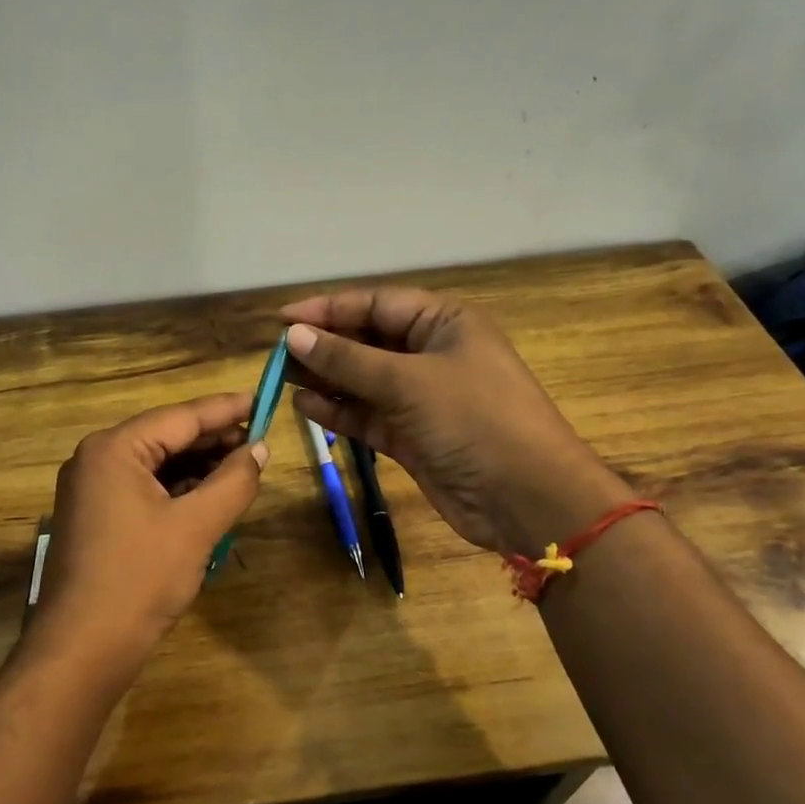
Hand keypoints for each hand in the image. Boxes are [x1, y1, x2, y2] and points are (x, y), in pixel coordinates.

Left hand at [29, 393, 268, 685]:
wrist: (81, 650)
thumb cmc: (140, 580)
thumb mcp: (196, 527)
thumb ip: (233, 481)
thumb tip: (259, 449)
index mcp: (113, 449)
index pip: (181, 416)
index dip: (226, 409)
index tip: (263, 399)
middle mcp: (96, 459)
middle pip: (166, 437)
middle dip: (213, 440)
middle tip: (260, 442)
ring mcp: (90, 489)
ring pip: (155, 465)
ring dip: (197, 467)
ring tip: (241, 471)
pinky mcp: (94, 517)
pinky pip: (142, 489)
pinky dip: (176, 490)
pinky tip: (208, 498)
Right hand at [280, 288, 629, 553]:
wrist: (527, 498)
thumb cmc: (474, 420)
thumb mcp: (408, 382)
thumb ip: (348, 360)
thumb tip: (295, 336)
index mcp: (444, 324)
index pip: (376, 305)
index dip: (329, 309)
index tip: (283, 320)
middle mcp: (432, 355)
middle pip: (367, 341)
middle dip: (324, 346)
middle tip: (277, 353)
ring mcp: (422, 398)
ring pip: (363, 381)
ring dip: (326, 379)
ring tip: (281, 378)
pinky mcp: (413, 436)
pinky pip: (368, 415)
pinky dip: (339, 411)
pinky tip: (304, 406)